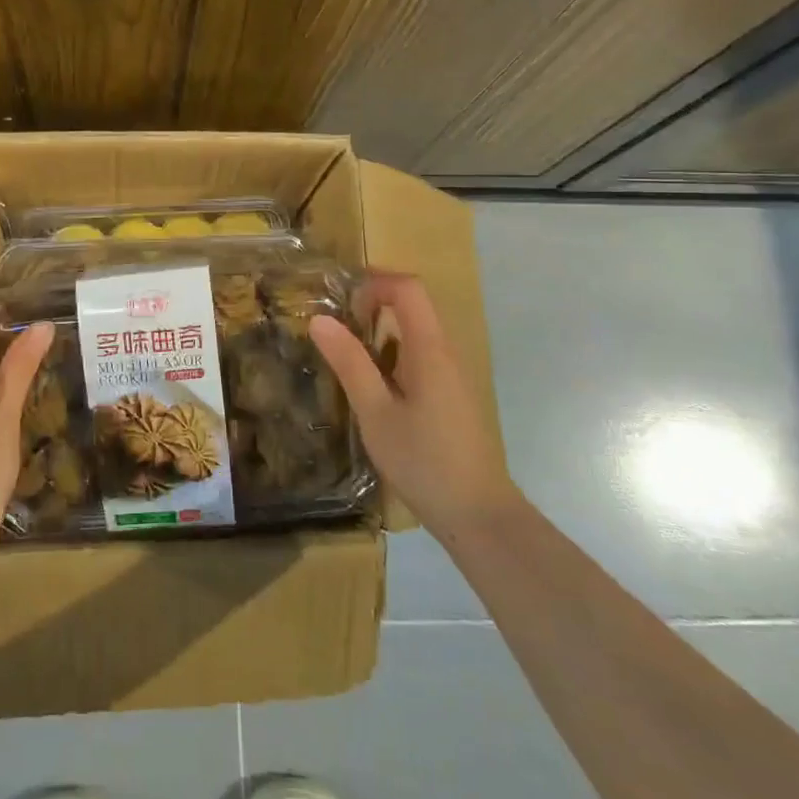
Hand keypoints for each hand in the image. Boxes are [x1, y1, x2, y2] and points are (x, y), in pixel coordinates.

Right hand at [309, 271, 516, 540]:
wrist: (478, 515)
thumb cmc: (424, 461)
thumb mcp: (375, 413)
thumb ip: (350, 363)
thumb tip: (319, 319)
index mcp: (429, 350)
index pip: (409, 288)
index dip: (374, 282)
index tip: (341, 303)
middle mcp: (445, 353)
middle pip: (412, 305)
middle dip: (371, 305)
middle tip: (332, 329)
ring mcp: (451, 375)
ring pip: (414, 333)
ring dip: (378, 333)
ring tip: (343, 359)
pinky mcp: (450, 395)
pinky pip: (419, 357)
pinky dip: (390, 357)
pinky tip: (370, 390)